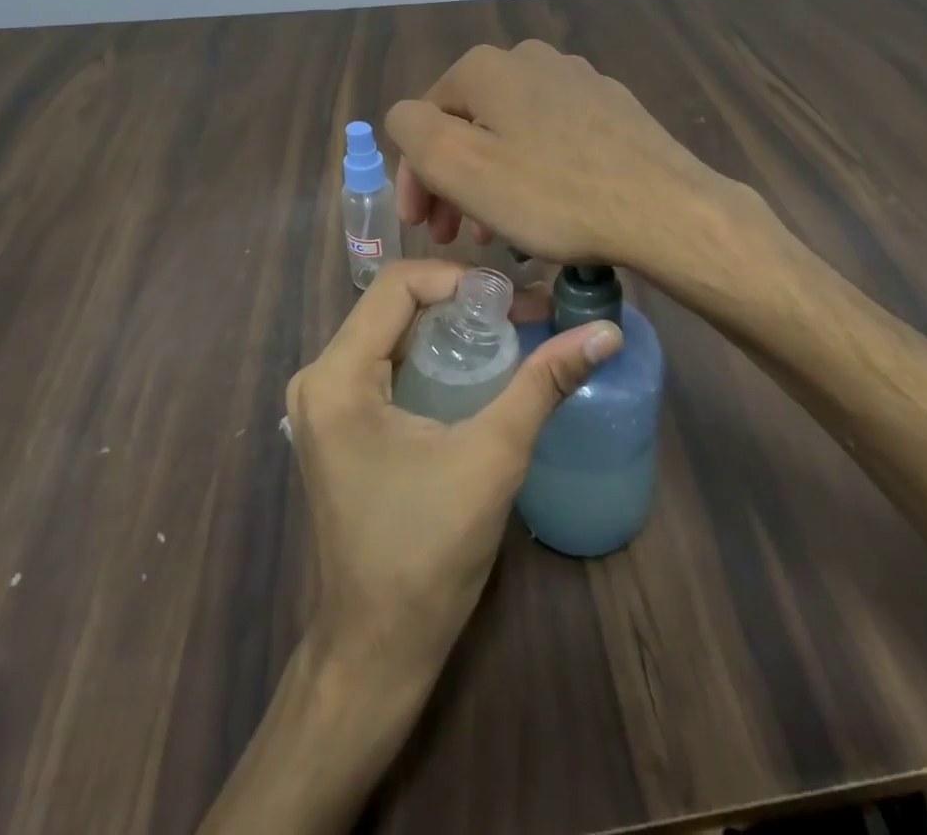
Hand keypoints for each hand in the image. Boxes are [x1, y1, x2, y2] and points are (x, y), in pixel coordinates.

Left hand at [285, 259, 621, 688]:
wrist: (378, 648)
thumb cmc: (428, 552)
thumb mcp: (493, 456)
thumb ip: (545, 383)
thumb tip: (606, 332)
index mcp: (337, 376)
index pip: (399, 284)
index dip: (460, 279)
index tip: (515, 298)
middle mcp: (320, 378)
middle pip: (395, 306)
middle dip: (462, 302)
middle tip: (525, 312)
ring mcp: (326, 404)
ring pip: (393, 332)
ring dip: (451, 327)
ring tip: (512, 332)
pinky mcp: (340, 425)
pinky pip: (388, 363)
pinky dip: (434, 354)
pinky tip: (479, 367)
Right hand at [385, 40, 740, 270]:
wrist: (663, 208)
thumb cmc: (552, 193)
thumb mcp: (460, 165)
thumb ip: (413, 130)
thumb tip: (408, 117)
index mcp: (488, 67)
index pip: (424, 119)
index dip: (416, 176)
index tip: (423, 227)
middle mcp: (531, 58)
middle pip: (471, 124)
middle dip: (454, 181)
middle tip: (455, 235)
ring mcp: (579, 79)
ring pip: (512, 133)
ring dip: (494, 181)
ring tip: (499, 233)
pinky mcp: (613, 107)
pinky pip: (554, 139)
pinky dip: (536, 172)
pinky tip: (548, 209)